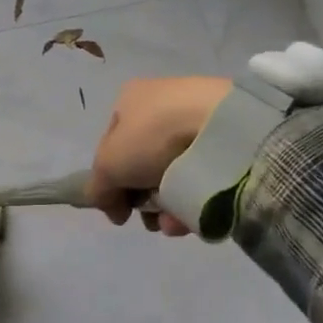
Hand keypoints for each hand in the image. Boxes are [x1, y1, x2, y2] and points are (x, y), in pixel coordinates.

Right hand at [86, 76, 231, 235]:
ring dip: (166, 207)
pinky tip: (190, 217)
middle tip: (148, 218)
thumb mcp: (109, 164)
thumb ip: (98, 186)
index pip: (111, 147)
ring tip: (171, 223)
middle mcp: (161, 106)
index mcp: (130, 100)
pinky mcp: (225, 142)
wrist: (222, 128)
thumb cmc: (154, 136)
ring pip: (172, 176)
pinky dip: (192, 201)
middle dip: (142, 199)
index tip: (119, 211)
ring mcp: (195, 123)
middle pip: (142, 166)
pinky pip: (200, 178)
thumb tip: (107, 203)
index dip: (110, 182)